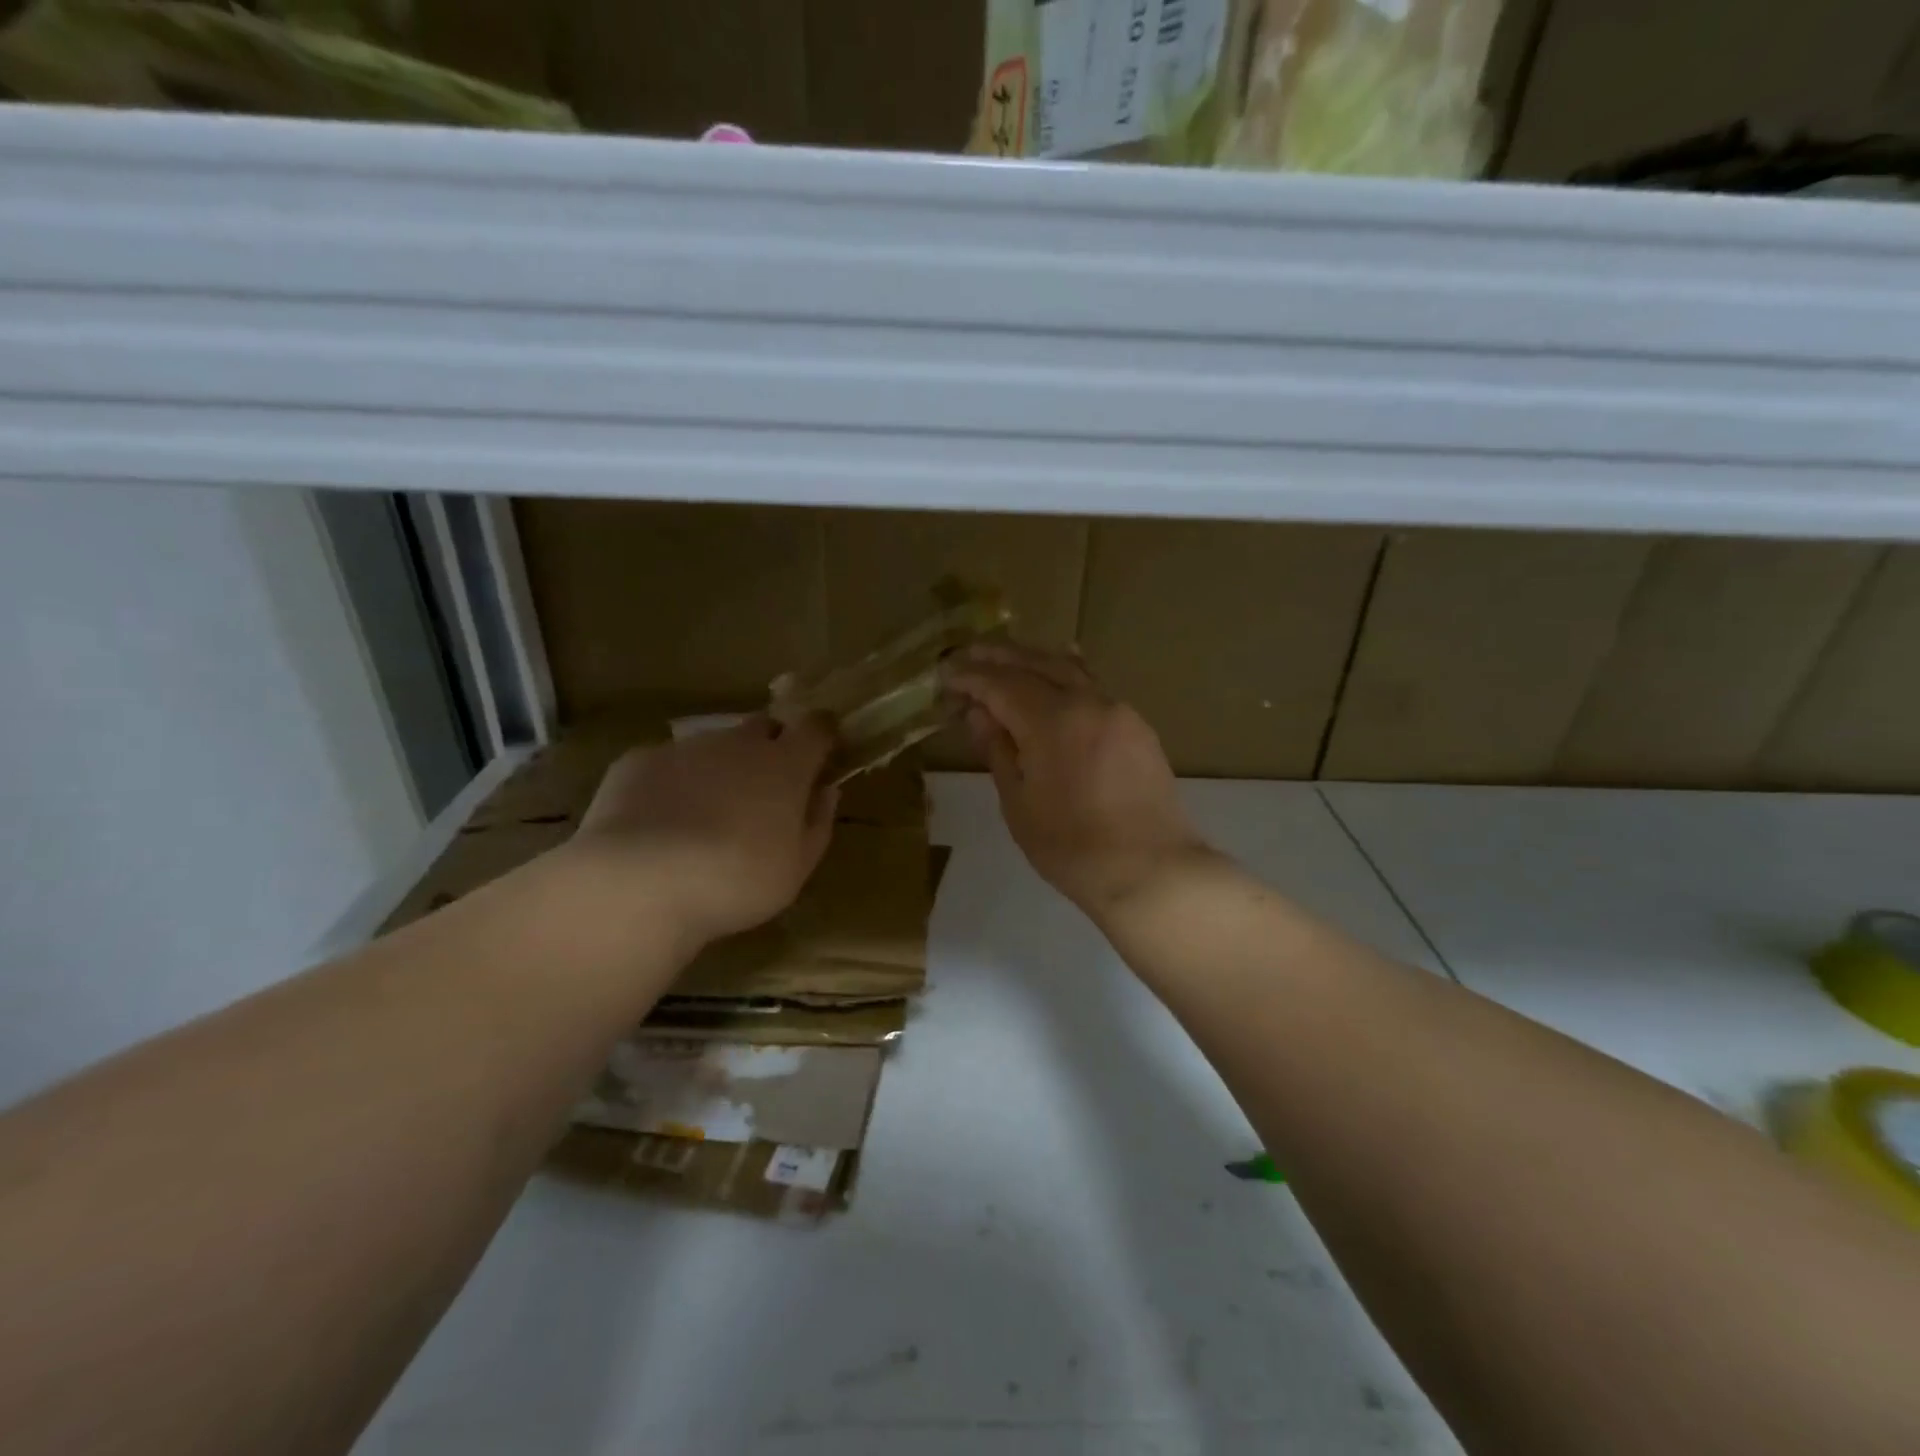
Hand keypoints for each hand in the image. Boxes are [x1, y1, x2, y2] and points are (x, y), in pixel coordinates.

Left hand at [568, 715, 838, 944]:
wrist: (640, 882)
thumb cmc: (736, 880)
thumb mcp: (796, 868)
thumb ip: (817, 823)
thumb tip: (826, 791)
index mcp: (785, 765)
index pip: (815, 726)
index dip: (822, 733)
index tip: (823, 751)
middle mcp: (738, 743)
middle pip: (764, 726)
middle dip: (771, 745)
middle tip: (765, 788)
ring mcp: (686, 748)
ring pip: (714, 745)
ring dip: (720, 767)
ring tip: (706, 813)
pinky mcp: (639, 761)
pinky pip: (668, 764)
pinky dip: (674, 783)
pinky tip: (660, 822)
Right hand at [942, 644, 1212, 916]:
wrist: (1150, 869)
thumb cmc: (1071, 846)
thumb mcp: (1018, 804)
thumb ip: (998, 751)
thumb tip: (979, 714)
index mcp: (1051, 720)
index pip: (1000, 684)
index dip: (970, 678)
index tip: (945, 674)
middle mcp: (1086, 702)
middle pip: (1035, 664)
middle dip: (999, 657)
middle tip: (968, 653)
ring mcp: (1117, 710)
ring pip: (1069, 669)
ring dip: (1033, 659)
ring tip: (1007, 656)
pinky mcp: (1137, 726)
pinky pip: (1095, 686)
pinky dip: (1068, 672)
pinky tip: (1061, 667)